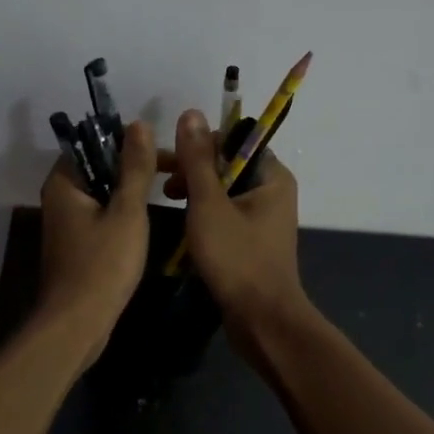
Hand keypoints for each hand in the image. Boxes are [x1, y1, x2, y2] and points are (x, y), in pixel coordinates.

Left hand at [36, 120, 157, 359]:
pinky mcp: (77, 244)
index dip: (130, 142)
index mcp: (65, 182)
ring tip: (171, 189)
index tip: (164, 151)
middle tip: (175, 171)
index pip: (95, 143)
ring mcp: (67, 222)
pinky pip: (103, 214)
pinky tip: (150, 218)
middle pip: (100, 167)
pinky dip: (124, 211)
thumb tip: (139, 123)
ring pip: (104, 192)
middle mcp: (60, 197)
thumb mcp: (127, 212)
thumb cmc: (102, 265)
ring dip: (133, 189)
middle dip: (136, 166)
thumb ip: (135, 168)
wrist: (77, 325)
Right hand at [161, 110, 306, 336]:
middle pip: (228, 165)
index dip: (200, 145)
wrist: (262, 321)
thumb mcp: (208, 204)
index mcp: (271, 176)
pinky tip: (182, 224)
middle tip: (160, 182)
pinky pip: (226, 214)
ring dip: (195, 191)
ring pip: (224, 191)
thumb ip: (198, 160)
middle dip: (193, 169)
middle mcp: (272, 191)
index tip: (169, 160)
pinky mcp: (253, 241)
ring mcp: (264, 218)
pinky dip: (204, 213)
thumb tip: (190, 113)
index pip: (234, 141)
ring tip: (166, 200)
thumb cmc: (237, 258)